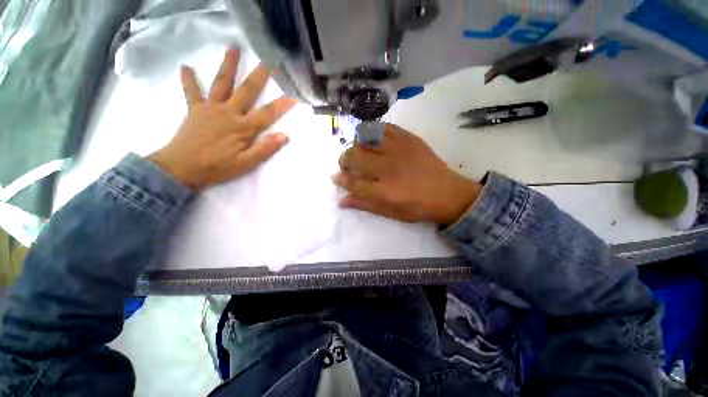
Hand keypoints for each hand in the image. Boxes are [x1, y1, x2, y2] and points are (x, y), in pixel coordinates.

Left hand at [149, 47, 296, 189]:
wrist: (181, 168)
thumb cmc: (217, 167)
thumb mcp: (246, 163)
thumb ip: (265, 149)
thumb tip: (284, 136)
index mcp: (243, 128)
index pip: (267, 114)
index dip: (282, 105)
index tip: (293, 95)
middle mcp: (229, 113)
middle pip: (247, 91)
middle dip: (259, 76)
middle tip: (267, 60)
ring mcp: (210, 108)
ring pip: (222, 83)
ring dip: (228, 66)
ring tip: (233, 48)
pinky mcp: (195, 109)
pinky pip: (191, 92)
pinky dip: (189, 80)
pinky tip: (186, 67)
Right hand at [333, 124, 481, 224]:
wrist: (448, 193)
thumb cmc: (417, 207)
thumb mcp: (390, 213)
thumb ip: (365, 205)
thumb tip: (341, 201)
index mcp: (384, 190)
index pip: (352, 182)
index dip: (340, 179)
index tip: (335, 177)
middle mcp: (388, 168)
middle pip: (355, 156)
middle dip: (344, 159)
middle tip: (345, 164)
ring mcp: (399, 150)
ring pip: (367, 139)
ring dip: (356, 144)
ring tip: (357, 150)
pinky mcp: (409, 139)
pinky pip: (385, 127)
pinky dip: (374, 131)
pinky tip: (372, 138)